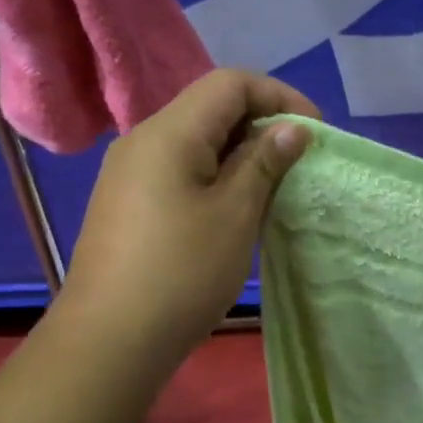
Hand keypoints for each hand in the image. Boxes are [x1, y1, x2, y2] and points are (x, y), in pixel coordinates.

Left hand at [63, 69, 317, 364]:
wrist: (109, 339)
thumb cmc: (182, 272)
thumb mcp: (235, 214)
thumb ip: (264, 162)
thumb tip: (292, 128)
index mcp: (169, 131)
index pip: (231, 83)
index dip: (279, 97)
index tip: (313, 134)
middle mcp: (143, 139)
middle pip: (211, 108)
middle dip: (261, 125)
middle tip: (297, 164)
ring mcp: (130, 172)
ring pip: (196, 141)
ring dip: (240, 154)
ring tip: (272, 189)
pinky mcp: (128, 202)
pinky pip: (179, 169)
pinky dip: (215, 176)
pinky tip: (233, 211)